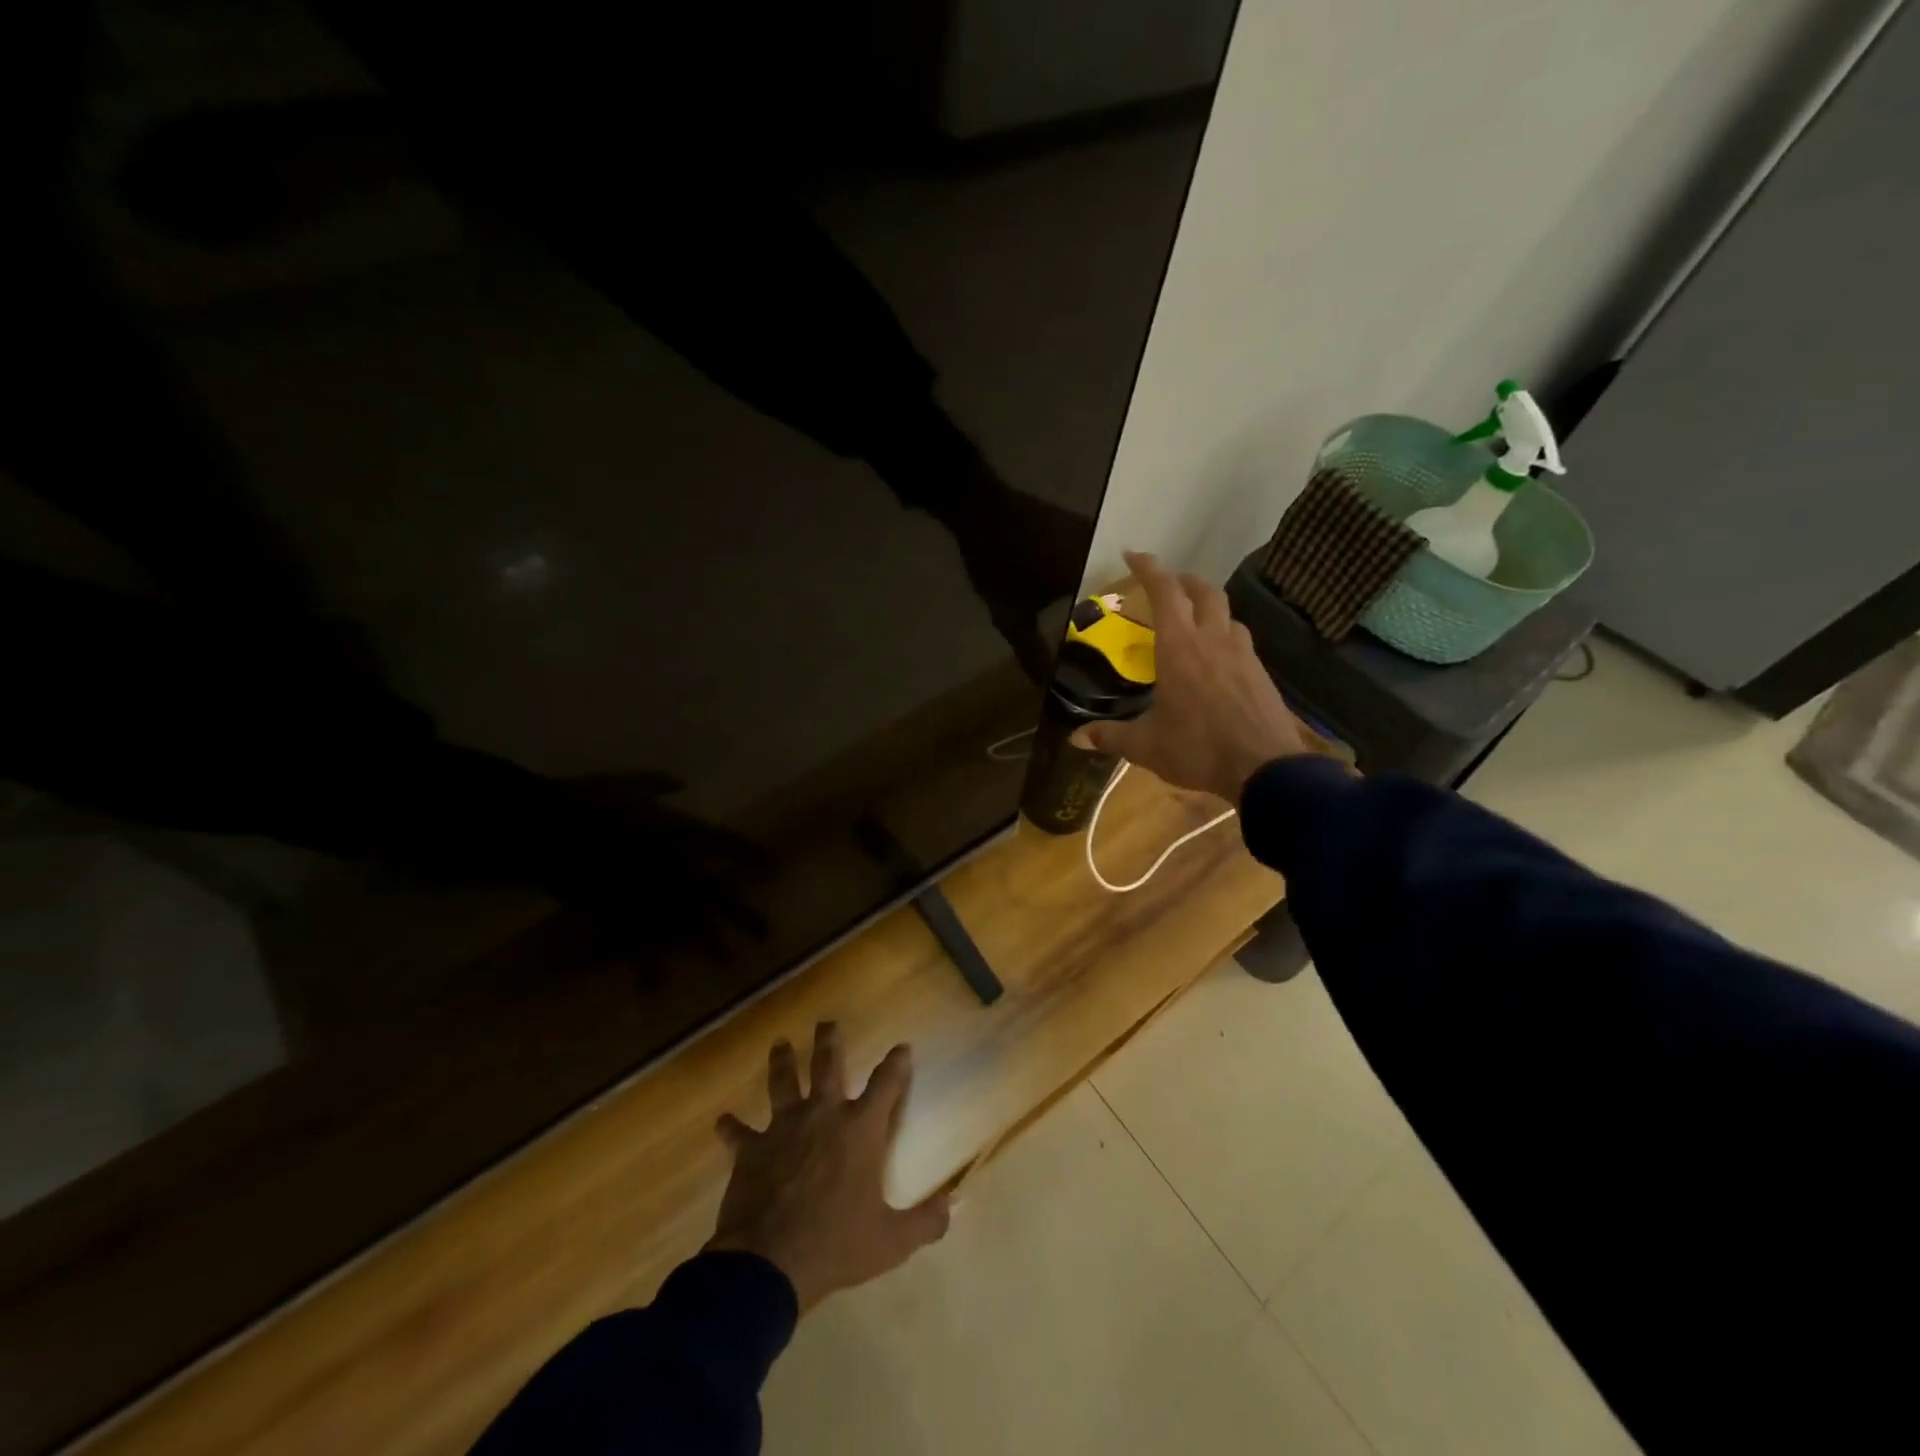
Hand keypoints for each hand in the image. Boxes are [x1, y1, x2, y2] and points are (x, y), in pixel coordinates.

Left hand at [708, 1024, 949, 1311]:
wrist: (770, 1262)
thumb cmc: (836, 1245)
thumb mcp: (891, 1241)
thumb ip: (926, 1222)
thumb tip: (957, 1205)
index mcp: (860, 1130)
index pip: (886, 1085)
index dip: (896, 1064)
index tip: (902, 1046)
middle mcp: (823, 1116)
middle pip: (828, 1066)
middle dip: (829, 1041)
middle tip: (827, 1022)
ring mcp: (784, 1128)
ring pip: (783, 1083)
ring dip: (782, 1062)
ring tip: (780, 1044)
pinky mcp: (752, 1149)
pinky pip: (738, 1133)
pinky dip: (730, 1127)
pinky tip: (721, 1120)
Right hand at [1073, 550, 1315, 802]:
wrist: (1265, 768)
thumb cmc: (1198, 749)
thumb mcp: (1146, 746)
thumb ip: (1110, 737)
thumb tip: (1074, 739)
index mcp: (1180, 647)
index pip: (1165, 592)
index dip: (1148, 568)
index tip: (1133, 554)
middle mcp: (1213, 639)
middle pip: (1203, 592)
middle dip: (1183, 581)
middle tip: (1168, 586)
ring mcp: (1242, 654)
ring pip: (1227, 614)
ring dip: (1208, 607)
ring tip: (1194, 621)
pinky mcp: (1260, 672)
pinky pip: (1240, 640)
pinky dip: (1224, 636)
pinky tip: (1218, 659)